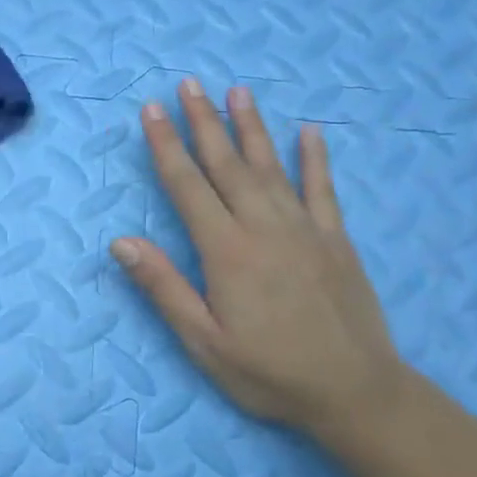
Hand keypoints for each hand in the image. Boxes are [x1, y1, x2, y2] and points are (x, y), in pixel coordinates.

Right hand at [111, 80, 406, 439]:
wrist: (354, 392)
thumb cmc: (269, 372)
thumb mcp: (204, 341)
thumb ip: (164, 288)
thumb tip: (122, 242)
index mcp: (226, 251)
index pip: (187, 187)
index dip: (167, 146)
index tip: (152, 111)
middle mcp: (264, 228)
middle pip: (227, 165)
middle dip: (204, 122)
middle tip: (189, 84)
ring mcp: (305, 230)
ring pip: (271, 167)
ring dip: (251, 128)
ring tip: (237, 92)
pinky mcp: (336, 240)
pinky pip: (323, 190)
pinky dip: (315, 160)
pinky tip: (309, 133)